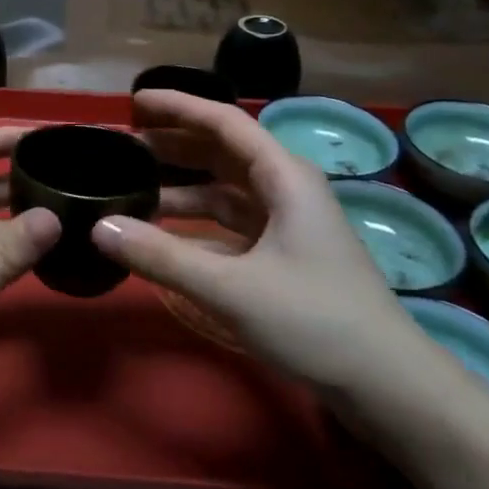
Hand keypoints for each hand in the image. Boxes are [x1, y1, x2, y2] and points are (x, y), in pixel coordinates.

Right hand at [92, 90, 425, 393]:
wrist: (389, 387)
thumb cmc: (315, 321)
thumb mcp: (231, 288)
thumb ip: (161, 256)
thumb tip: (99, 227)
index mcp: (284, 176)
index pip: (223, 122)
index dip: (177, 106)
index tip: (134, 102)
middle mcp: (286, 188)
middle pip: (221, 151)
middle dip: (172, 145)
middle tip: (122, 145)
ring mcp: (287, 223)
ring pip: (223, 190)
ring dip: (180, 186)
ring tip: (132, 187)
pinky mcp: (283, 256)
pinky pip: (229, 224)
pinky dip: (195, 224)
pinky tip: (163, 236)